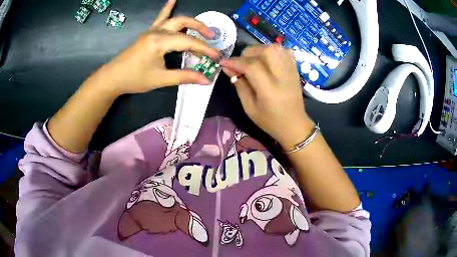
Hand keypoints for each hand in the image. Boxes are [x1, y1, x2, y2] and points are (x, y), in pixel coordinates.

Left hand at [93, 0, 219, 95]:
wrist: (113, 78)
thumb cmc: (135, 79)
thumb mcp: (160, 79)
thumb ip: (184, 76)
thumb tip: (206, 80)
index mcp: (160, 42)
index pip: (188, 42)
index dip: (204, 49)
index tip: (217, 57)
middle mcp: (157, 31)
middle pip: (183, 23)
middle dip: (200, 28)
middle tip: (212, 37)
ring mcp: (151, 30)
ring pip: (174, 19)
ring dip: (190, 22)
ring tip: (202, 27)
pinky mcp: (148, 33)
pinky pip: (160, 18)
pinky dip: (168, 9)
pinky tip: (172, 0)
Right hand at [220, 44, 313, 148]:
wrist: (295, 124)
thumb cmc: (270, 120)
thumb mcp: (250, 108)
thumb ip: (239, 85)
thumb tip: (227, 68)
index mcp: (269, 89)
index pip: (251, 65)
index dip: (234, 62)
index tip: (222, 63)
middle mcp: (281, 75)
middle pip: (263, 51)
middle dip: (246, 55)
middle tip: (241, 66)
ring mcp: (290, 69)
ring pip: (272, 47)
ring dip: (258, 51)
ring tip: (253, 62)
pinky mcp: (295, 67)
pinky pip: (282, 50)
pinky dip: (272, 51)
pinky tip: (267, 60)